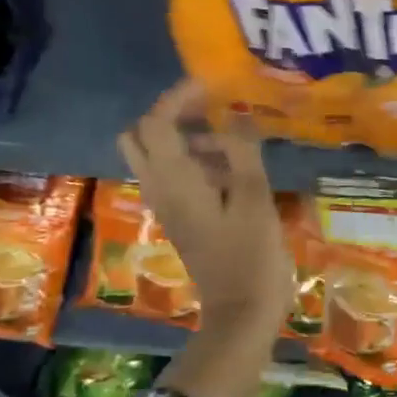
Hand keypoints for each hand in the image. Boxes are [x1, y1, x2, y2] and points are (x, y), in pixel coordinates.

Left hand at [117, 81, 294, 340]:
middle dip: (170, 114)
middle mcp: (160, 188)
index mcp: (174, 180)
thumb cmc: (251, 255)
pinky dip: (192, 160)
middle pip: (141, 136)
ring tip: (233, 139)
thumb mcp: (255, 198)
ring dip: (185, 137)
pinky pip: (172, 175)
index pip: (157, 123)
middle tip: (209, 108)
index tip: (212, 85)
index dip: (179, 97)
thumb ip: (242, 152)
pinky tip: (233, 168)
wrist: (242, 311)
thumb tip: (236, 115)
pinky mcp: (180, 218)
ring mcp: (167, 205)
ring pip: (155, 156)